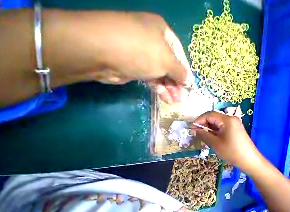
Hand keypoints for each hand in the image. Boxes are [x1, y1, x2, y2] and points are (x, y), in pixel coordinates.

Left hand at [52, 11, 193, 102]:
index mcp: (162, 32)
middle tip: (182, 97)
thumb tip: (189, 80)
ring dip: (169, 88)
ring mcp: (142, 55)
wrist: (100, 51)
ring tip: (175, 101)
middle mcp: (152, 42)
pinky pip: (151, 78)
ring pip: (161, 74)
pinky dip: (159, 88)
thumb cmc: (140, 50)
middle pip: (170, 66)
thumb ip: (180, 71)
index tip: (189, 85)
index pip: (180, 54)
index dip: (185, 71)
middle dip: (177, 83)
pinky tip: (165, 98)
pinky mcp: (133, 67)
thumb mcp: (166, 60)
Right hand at [191, 111, 262, 170]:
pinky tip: (211, 138)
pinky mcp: (235, 129)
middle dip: (203, 125)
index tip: (191, 128)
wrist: (250, 162)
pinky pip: (222, 127)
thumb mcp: (215, 143)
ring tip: (203, 137)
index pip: (209, 115)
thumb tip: (194, 130)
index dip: (199, 120)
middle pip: (213, 118)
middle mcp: (231, 119)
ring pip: (217, 123)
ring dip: (208, 129)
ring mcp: (234, 124)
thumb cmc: (232, 152)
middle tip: (196, 133)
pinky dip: (215, 132)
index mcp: (227, 119)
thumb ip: (203, 135)